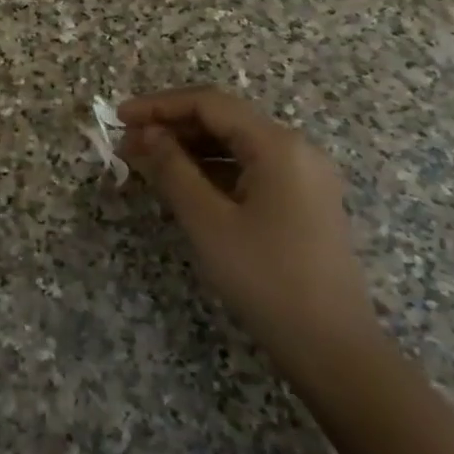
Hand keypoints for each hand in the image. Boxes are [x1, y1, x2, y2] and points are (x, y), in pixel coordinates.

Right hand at [118, 87, 379, 379]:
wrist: (334, 350)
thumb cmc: (266, 279)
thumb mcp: (208, 222)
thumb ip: (172, 169)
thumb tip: (145, 134)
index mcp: (277, 145)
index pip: (209, 103)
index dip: (159, 105)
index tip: (119, 118)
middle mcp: (296, 149)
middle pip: (224, 119)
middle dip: (171, 126)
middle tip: (127, 144)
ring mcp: (304, 176)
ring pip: (236, 144)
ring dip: (189, 148)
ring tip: (146, 162)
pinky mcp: (303, 201)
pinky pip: (250, 168)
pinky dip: (213, 169)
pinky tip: (183, 183)